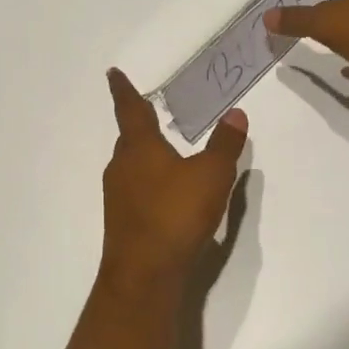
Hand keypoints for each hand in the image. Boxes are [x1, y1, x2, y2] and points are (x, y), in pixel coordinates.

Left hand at [100, 68, 247, 282]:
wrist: (144, 274)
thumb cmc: (175, 214)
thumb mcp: (212, 175)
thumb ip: (225, 144)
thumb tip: (236, 114)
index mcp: (139, 147)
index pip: (130, 109)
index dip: (123, 89)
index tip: (112, 74)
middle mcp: (122, 167)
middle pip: (128, 138)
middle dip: (137, 124)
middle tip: (147, 112)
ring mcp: (119, 196)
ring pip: (130, 165)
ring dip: (143, 155)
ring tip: (161, 151)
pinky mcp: (123, 222)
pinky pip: (135, 190)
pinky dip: (148, 181)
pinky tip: (165, 194)